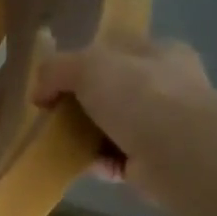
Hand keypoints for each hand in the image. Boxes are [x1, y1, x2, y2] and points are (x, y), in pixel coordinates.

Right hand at [33, 34, 214, 198]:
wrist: (177, 152)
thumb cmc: (139, 95)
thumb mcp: (88, 65)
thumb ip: (57, 69)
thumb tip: (40, 92)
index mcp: (159, 53)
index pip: (117, 51)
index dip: (84, 62)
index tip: (55, 82)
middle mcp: (167, 86)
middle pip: (113, 91)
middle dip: (82, 104)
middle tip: (53, 115)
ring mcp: (165, 125)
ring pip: (114, 127)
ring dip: (87, 136)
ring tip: (59, 143)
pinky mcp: (157, 161)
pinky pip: (118, 159)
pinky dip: (98, 163)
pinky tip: (82, 164)